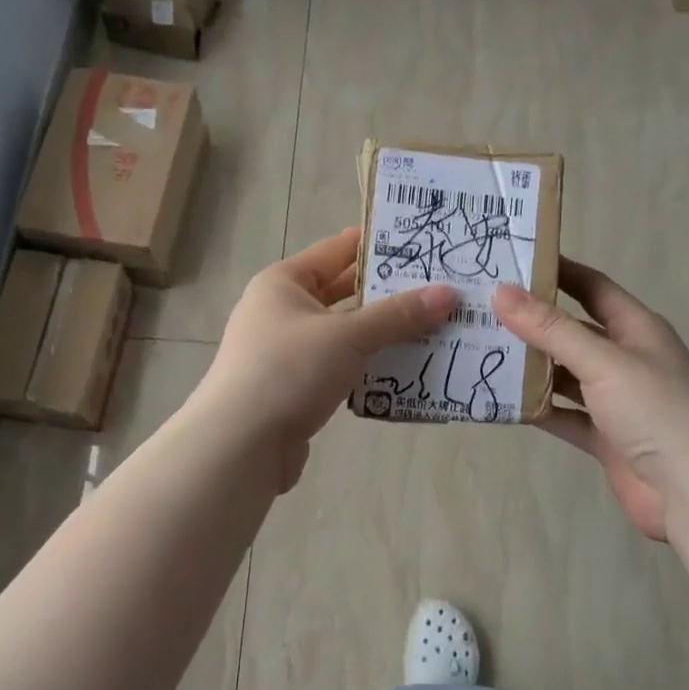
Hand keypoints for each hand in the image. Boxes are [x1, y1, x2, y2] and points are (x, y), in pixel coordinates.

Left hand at [197, 228, 457, 491]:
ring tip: (436, 329)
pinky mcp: (296, 387)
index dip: (379, 244)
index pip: (338, 249)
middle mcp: (282, 310)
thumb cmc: (288, 371)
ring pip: (346, 333)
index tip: (424, 243)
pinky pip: (341, 366)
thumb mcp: (347, 336)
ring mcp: (287, 351)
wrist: (239, 445)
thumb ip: (398, 315)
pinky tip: (406, 371)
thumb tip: (448, 293)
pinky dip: (369, 366)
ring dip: (384, 334)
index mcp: (284, 282)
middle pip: (344, 293)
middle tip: (441, 289)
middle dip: (390, 294)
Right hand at [492, 261, 688, 540]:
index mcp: (635, 328)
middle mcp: (625, 358)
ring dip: (530, 365)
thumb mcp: (603, 361)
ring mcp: (615, 400)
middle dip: (531, 320)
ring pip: (564, 373)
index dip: (556, 270)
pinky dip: (537, 408)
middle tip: (481, 308)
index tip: (511, 259)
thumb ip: (551, 328)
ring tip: (481, 350)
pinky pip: (564, 414)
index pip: (591, 286)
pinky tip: (500, 400)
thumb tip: (501, 292)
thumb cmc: (657, 411)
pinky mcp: (605, 436)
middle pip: (572, 330)